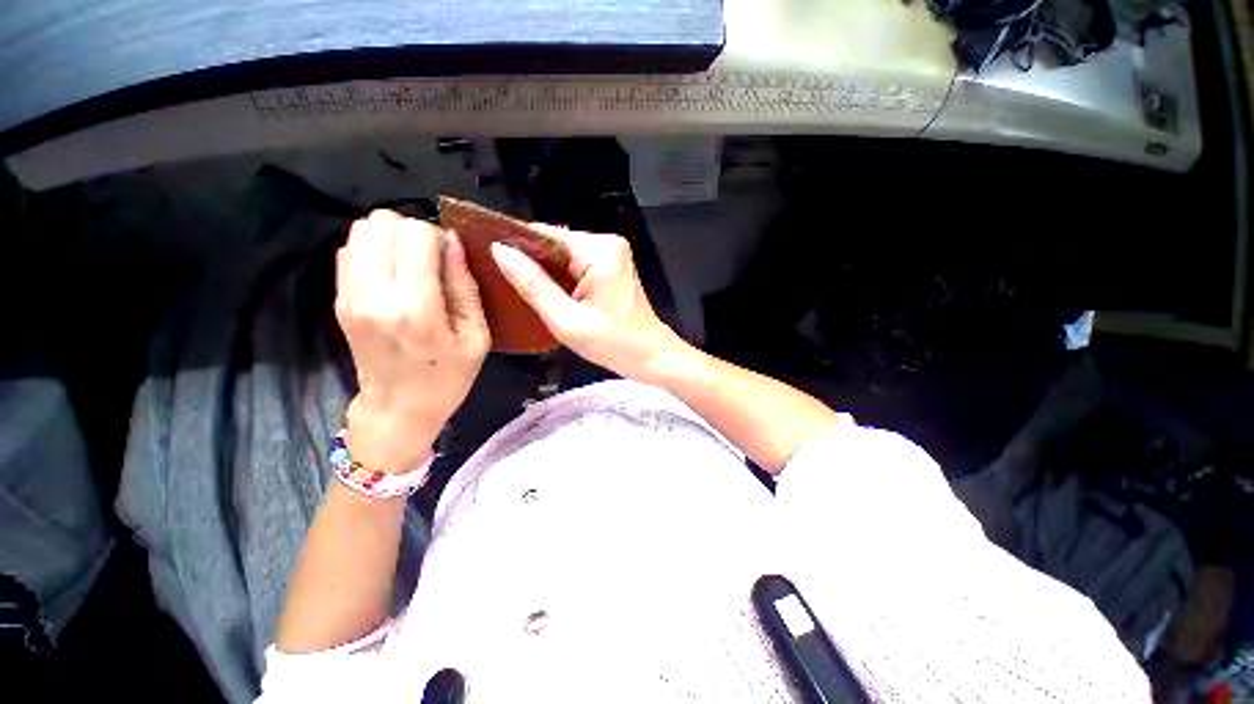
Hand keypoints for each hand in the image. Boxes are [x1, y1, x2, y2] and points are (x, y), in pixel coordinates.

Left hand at [335, 210, 489, 473]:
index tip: (451, 261)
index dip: (439, 238)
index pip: (417, 234)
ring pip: (363, 229)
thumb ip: (465, 286)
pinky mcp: (339, 298)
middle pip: (385, 222)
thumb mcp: (476, 337)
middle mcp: (374, 293)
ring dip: (392, 239)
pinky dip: (375, 251)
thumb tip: (453, 241)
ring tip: (412, 267)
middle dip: (415, 233)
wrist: (398, 409)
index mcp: (415, 307)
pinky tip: (393, 277)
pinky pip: (351, 249)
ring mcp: (350, 295)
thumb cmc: (448, 377)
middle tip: (432, 262)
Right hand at [490, 225, 687, 381]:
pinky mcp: (612, 265)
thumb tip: (500, 250)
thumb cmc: (612, 344)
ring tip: (521, 289)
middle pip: (555, 243)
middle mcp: (607, 242)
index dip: (517, 247)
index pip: (545, 234)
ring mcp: (612, 253)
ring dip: (545, 271)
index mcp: (599, 251)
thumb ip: (533, 284)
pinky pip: (576, 263)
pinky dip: (561, 277)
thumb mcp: (566, 320)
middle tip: (505, 283)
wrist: (650, 355)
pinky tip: (547, 291)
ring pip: (563, 255)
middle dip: (531, 262)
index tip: (490, 260)